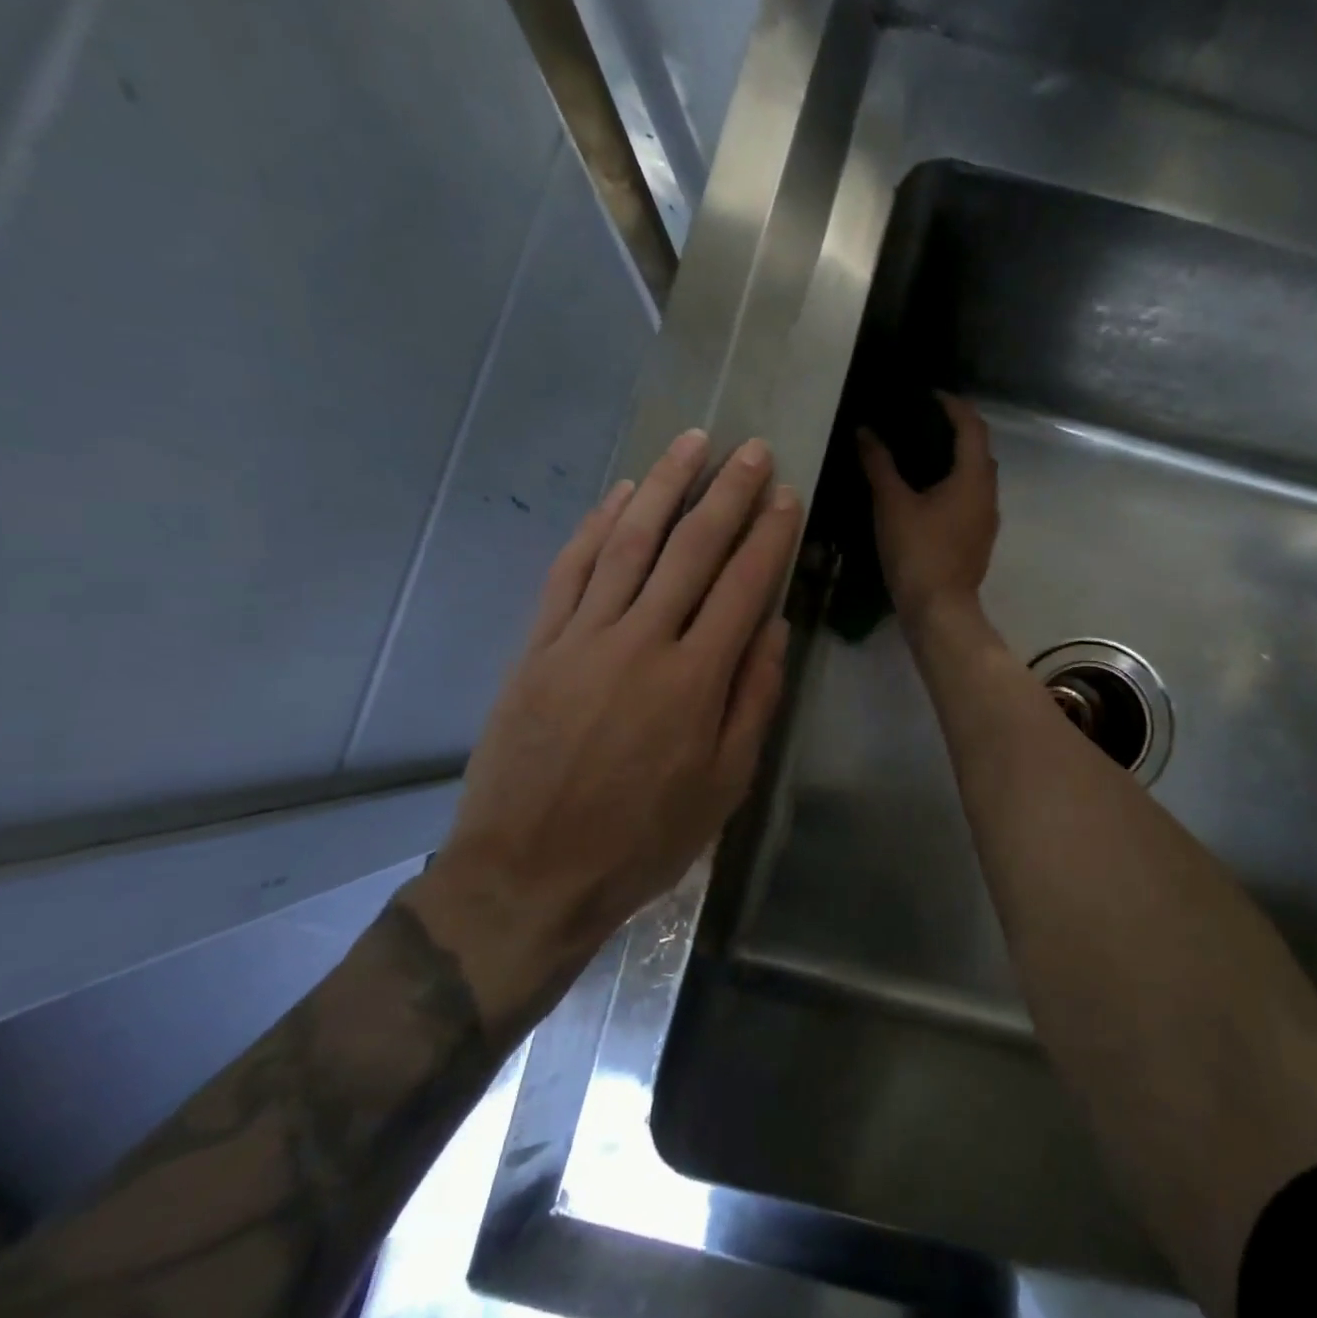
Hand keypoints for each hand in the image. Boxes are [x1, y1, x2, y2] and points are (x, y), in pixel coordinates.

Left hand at [403, 430, 802, 1033]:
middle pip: (690, 549)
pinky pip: (570, 571)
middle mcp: (641, 642)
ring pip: (628, 543)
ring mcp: (582, 638)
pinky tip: (619, 495)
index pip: (742, 585)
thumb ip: (754, 698)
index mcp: (695, 679)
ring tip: (690, 444)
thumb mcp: (724, 784)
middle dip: (727, 494)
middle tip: (750, 450)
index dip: (769, 535)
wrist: (529, 874)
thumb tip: (773, 625)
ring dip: (662, 487)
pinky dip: (597, 526)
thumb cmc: (643, 839)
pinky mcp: (538, 645)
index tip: (786, 495)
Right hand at [858, 393, 999, 629]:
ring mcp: (986, 518)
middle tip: (921, 422)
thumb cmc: (918, 552)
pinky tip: (927, 492)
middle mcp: (988, 493)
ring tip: (920, 454)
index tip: (928, 395)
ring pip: (976, 476)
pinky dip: (953, 484)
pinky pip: (970, 497)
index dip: (953, 405)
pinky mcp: (978, 538)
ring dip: (955, 459)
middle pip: (979, 449)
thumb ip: (879, 464)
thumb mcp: (892, 504)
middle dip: (955, 430)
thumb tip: (865, 431)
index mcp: (973, 477)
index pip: (972, 426)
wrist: (939, 610)